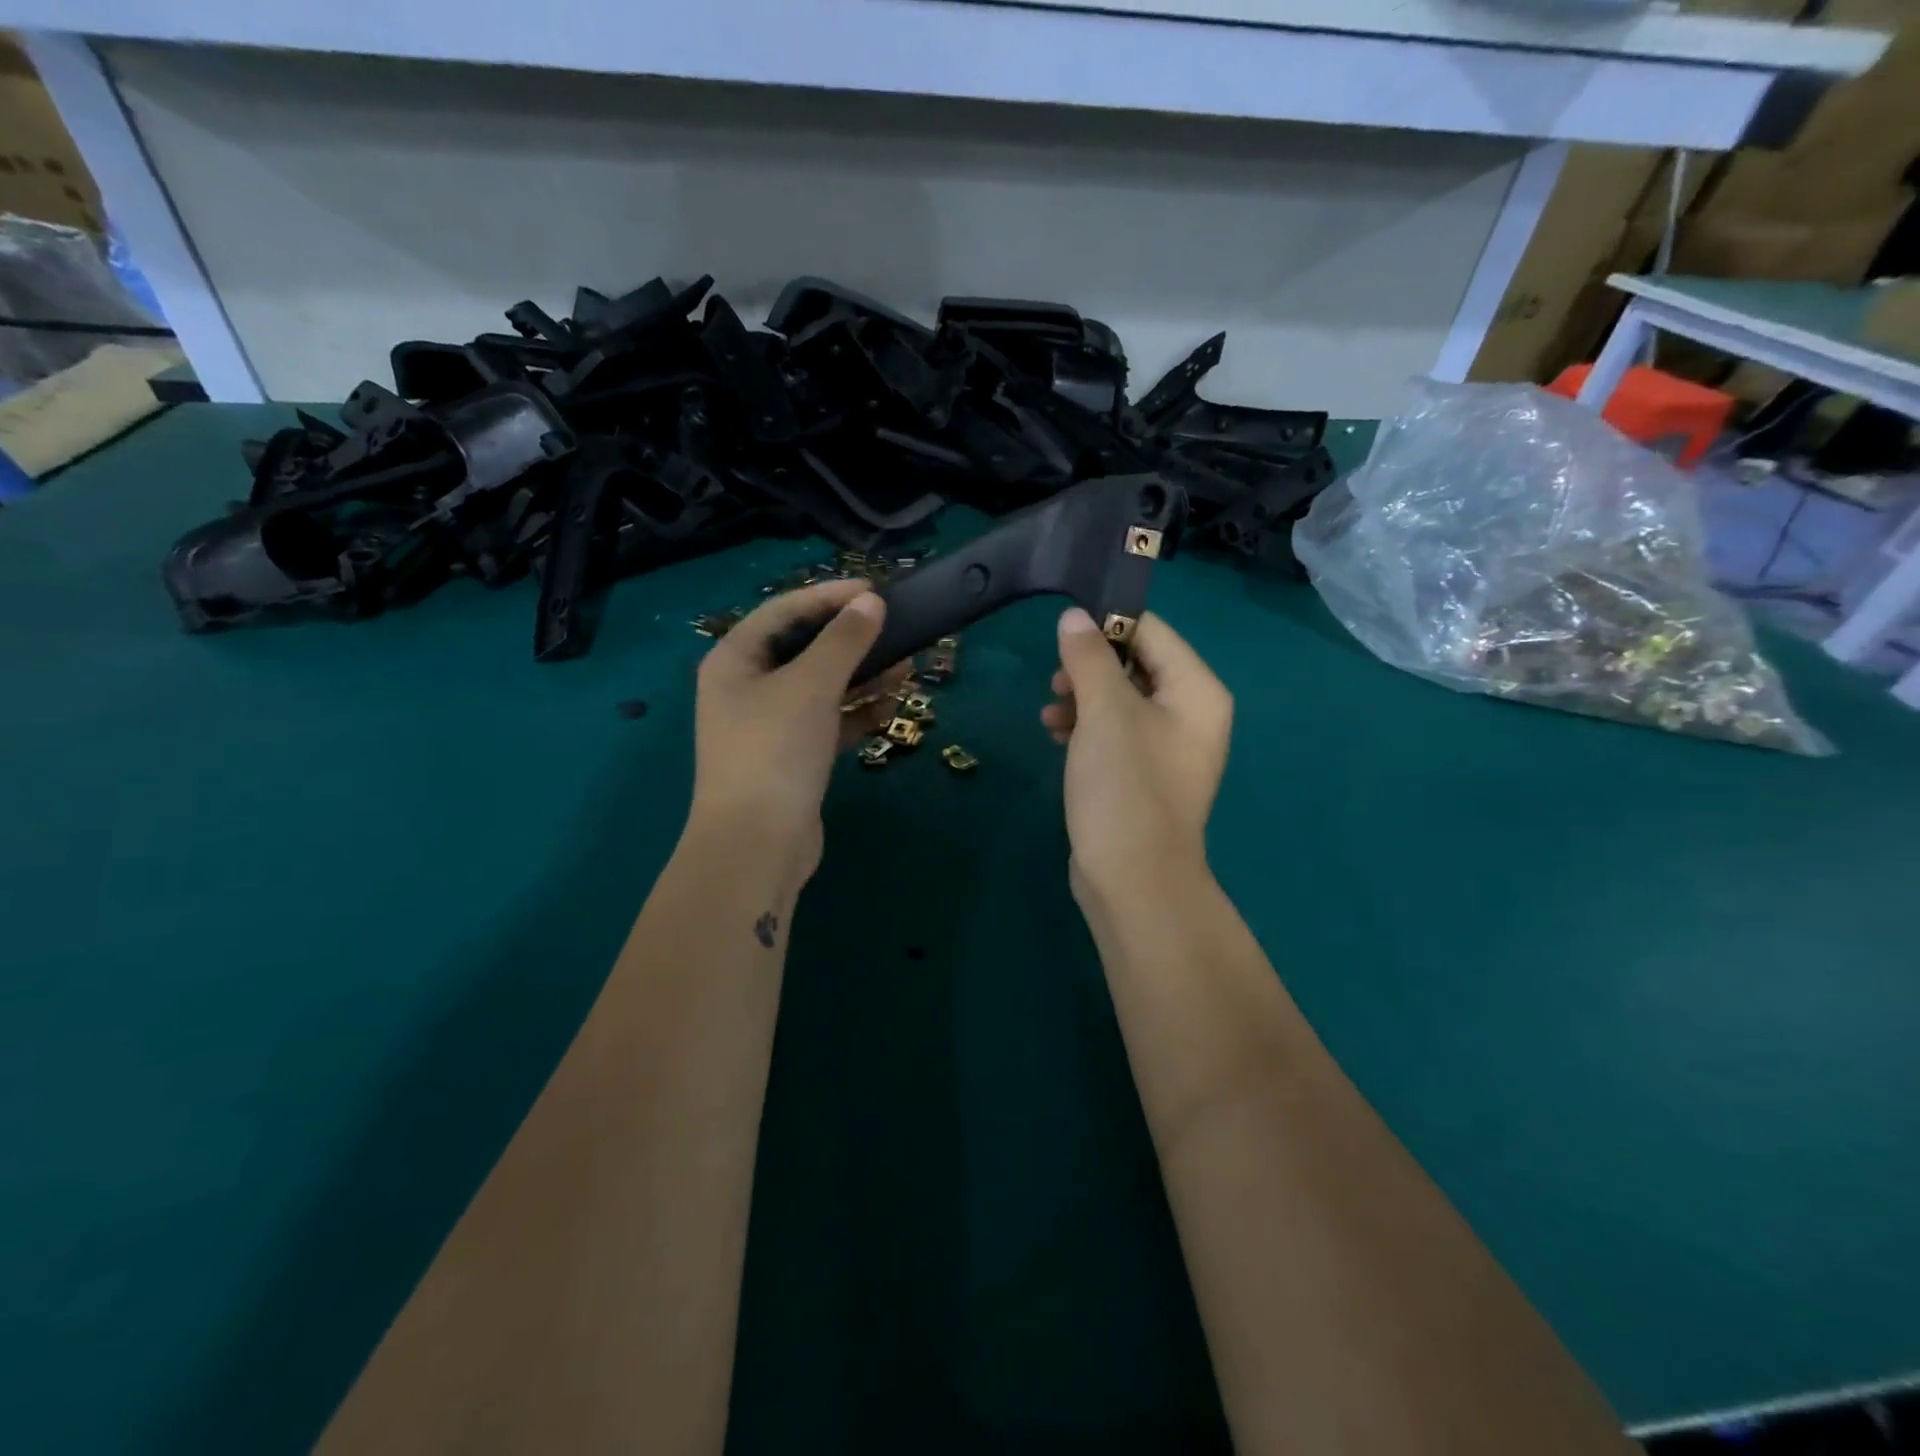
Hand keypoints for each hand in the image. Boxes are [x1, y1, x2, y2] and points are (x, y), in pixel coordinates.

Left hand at [690, 579, 903, 882]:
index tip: (876, 591)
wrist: (757, 845)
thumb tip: (871, 602)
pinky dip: (856, 713)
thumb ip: (844, 641)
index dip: (830, 596)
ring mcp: (769, 725)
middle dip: (853, 641)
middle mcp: (747, 687)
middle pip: (805, 649)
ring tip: (907, 669)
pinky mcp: (792, 757)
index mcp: (735, 660)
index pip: (784, 611)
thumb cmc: (775, 750)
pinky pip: (829, 722)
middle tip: (897, 630)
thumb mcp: (811, 686)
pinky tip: (890, 708)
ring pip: (822, 688)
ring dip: (862, 677)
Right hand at [1041, 608, 1232, 906]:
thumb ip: (1088, 657)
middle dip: (1090, 667)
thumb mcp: (1104, 711)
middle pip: (1136, 665)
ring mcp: (1169, 748)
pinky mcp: (1145, 775)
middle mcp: (1191, 714)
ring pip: (1121, 700)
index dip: (1107, 624)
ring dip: (1083, 698)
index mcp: (1196, 691)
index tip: (1062, 631)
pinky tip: (1056, 735)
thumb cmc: (1125, 785)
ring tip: (1050, 713)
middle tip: (1055, 680)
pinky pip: (1116, 733)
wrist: (1133, 878)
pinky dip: (1087, 728)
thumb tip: (1075, 616)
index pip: (1152, 631)